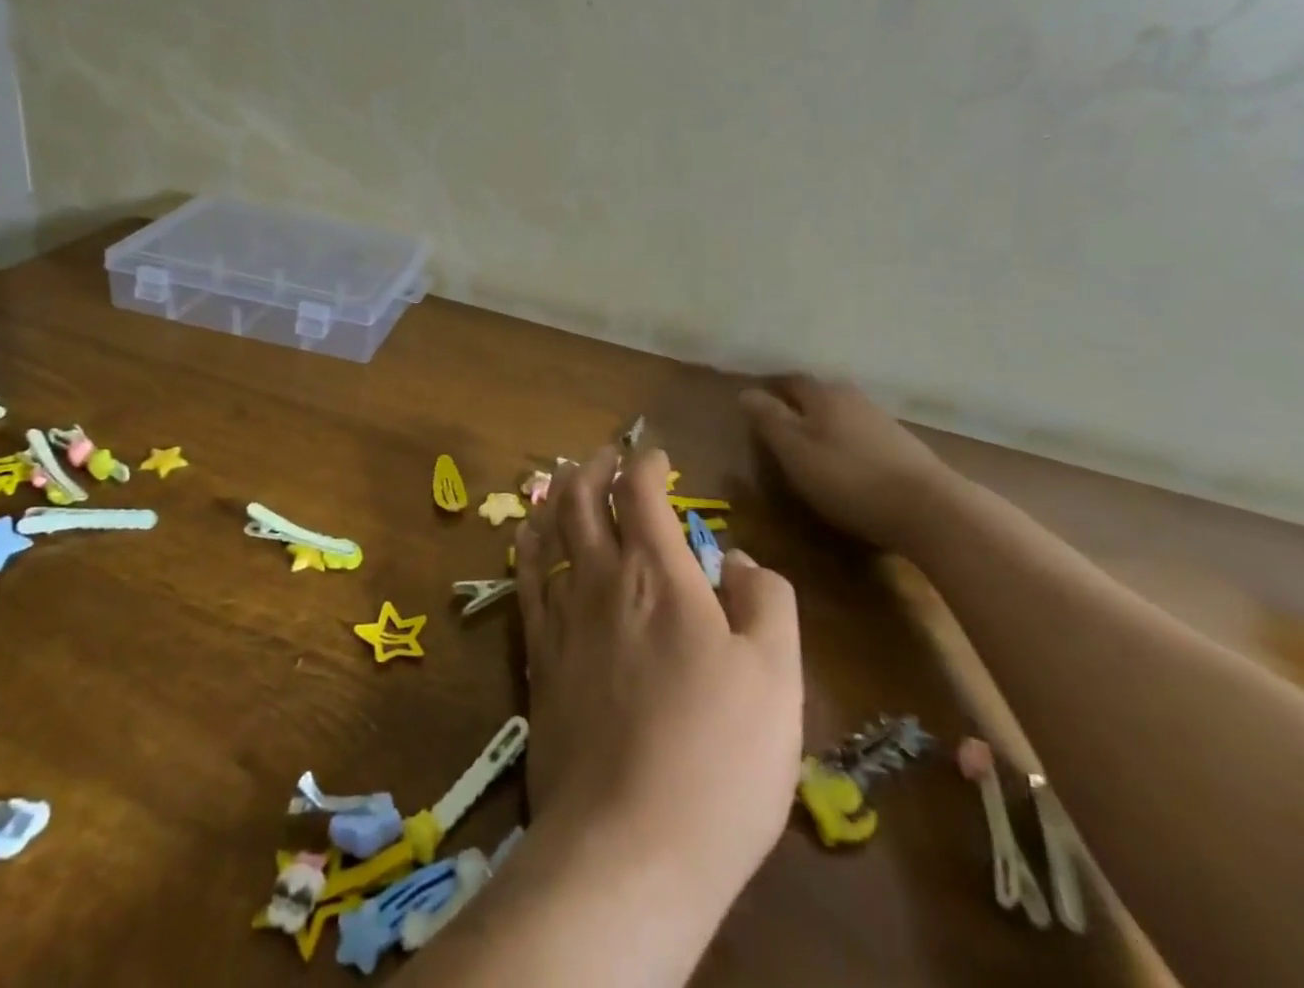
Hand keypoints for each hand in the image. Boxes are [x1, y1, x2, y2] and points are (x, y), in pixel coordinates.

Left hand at [514, 445, 802, 905]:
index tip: (657, 457)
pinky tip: (528, 539)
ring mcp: (562, 619)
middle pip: (584, 501)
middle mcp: (602, 582)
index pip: (642, 494)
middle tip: (605, 456)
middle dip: (594, 468)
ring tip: (562, 480)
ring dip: (557, 497)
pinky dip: (527, 547)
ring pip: (549, 533)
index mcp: (660, 576)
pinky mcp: (538, 660)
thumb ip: (767, 601)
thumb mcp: (778, 677)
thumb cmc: (720, 760)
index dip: (647, 465)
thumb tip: (739, 556)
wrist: (629, 848)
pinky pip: (525, 582)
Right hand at [740, 376, 960, 552]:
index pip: (790, 381)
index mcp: (823, 394)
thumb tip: (745, 392)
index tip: (756, 405)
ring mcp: (882, 421)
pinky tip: (848, 463)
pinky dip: (849, 442)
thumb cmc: (847, 477)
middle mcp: (853, 398)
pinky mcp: (904, 447)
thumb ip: (768, 419)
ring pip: (843, 414)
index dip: (771, 390)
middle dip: (799, 405)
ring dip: (826, 424)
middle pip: (819, 394)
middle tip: (781, 426)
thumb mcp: (794, 450)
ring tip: (812, 446)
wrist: (930, 509)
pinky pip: (864, 435)